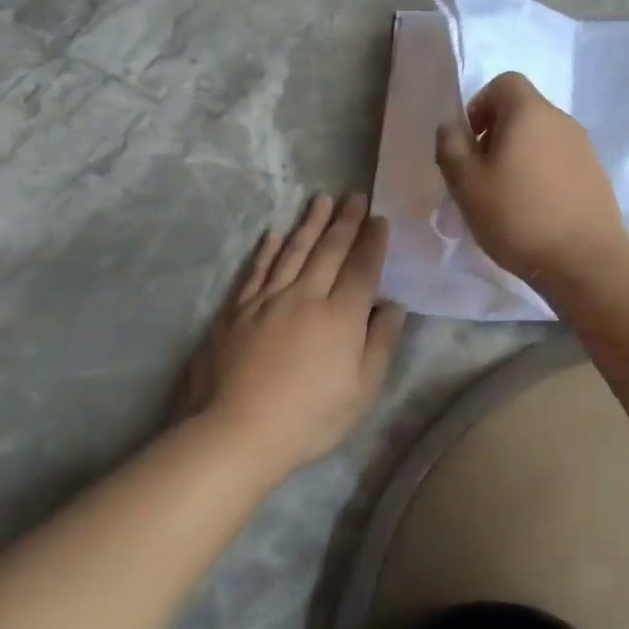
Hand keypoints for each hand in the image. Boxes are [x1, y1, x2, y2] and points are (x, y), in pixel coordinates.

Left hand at [184, 193, 406, 477]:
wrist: (235, 431)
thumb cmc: (308, 418)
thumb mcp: (362, 391)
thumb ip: (381, 343)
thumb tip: (393, 306)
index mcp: (341, 316)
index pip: (362, 268)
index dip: (373, 242)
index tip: (379, 219)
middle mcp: (306, 296)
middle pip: (329, 250)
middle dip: (345, 221)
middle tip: (354, 196)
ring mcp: (268, 300)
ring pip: (293, 251)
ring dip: (310, 223)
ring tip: (321, 200)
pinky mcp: (237, 310)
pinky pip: (257, 270)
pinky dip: (268, 249)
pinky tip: (275, 233)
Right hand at [434, 72, 628, 289]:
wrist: (586, 261)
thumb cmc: (518, 216)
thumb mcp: (467, 183)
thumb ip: (451, 146)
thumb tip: (452, 126)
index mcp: (530, 112)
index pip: (505, 82)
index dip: (480, 105)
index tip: (470, 142)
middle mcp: (562, 121)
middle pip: (523, 111)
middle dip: (496, 134)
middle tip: (481, 174)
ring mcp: (584, 148)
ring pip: (541, 138)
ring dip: (519, 157)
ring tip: (505, 197)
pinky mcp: (596, 176)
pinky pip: (559, 162)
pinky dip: (541, 175)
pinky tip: (533, 211)